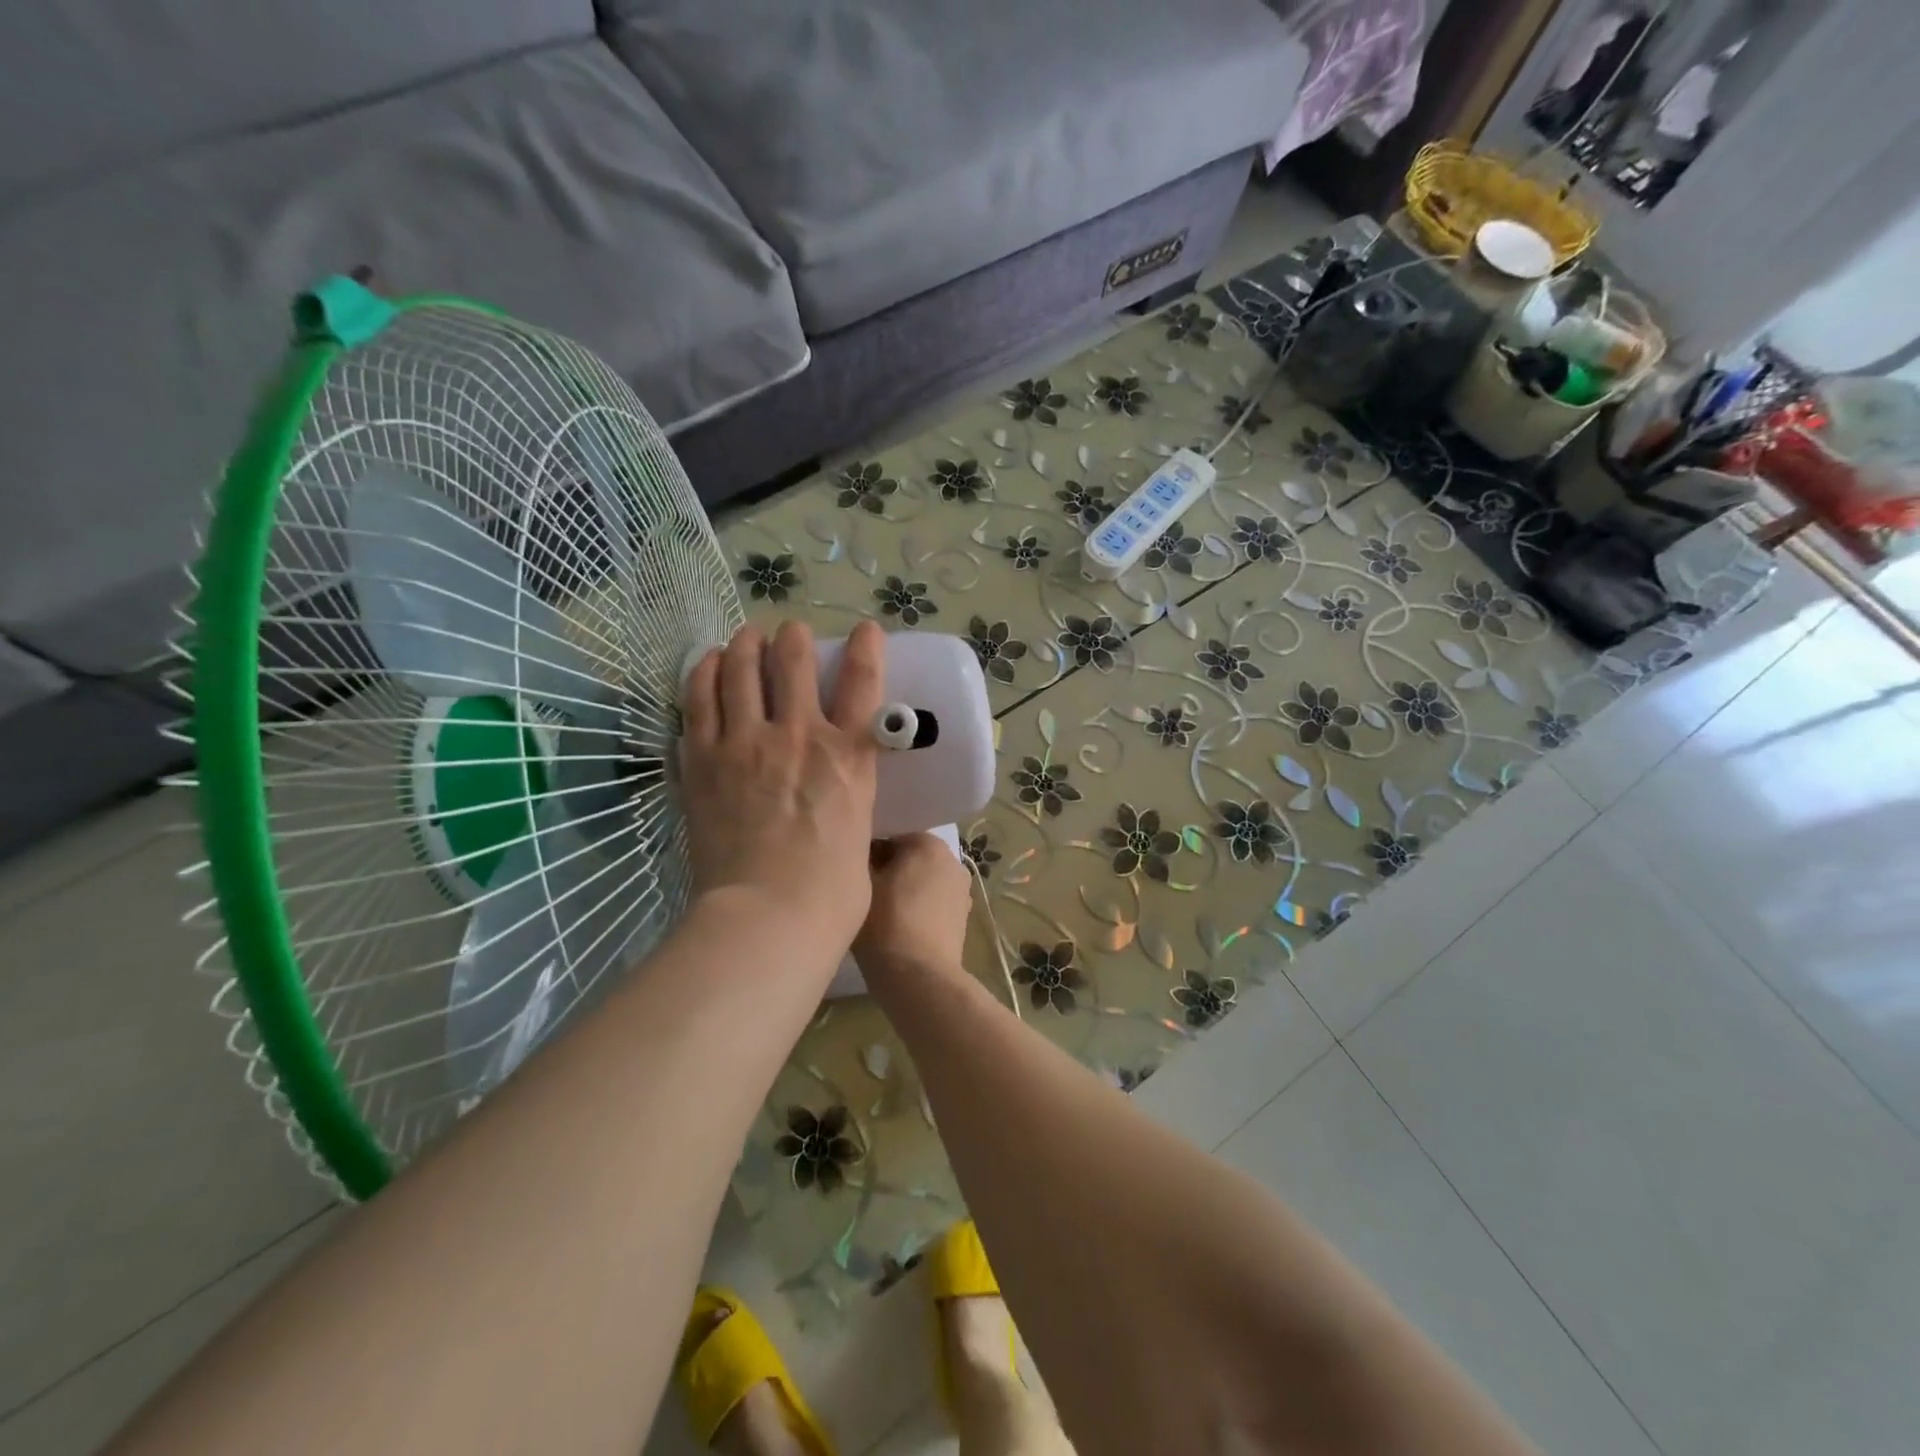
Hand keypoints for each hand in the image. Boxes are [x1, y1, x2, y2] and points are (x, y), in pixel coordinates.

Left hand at [679, 620, 884, 958]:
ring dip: (745, 644)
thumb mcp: (860, 837)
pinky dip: (704, 673)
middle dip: (792, 638)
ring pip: (742, 670)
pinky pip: (699, 700)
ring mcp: (746, 744)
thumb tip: (844, 807)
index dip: (867, 647)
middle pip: (793, 662)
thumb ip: (852, 806)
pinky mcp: (703, 760)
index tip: (865, 629)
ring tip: (745, 636)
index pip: (864, 682)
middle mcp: (800, 735)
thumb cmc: (830, 893)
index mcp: (849, 757)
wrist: (767, 916)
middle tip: (788, 633)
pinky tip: (706, 663)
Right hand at [853, 833, 972, 987]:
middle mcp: (952, 860)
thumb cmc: (886, 922)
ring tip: (880, 917)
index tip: (854, 880)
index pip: (888, 840)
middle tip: (864, 898)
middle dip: (888, 874)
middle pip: (909, 860)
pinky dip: (917, 912)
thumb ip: (861, 858)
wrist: (919, 977)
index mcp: (929, 843)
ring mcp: (961, 891)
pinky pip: (932, 906)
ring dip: (903, 893)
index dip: (867, 859)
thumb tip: (862, 854)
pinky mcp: (962, 919)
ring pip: (921, 883)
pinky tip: (899, 931)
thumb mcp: (861, 883)